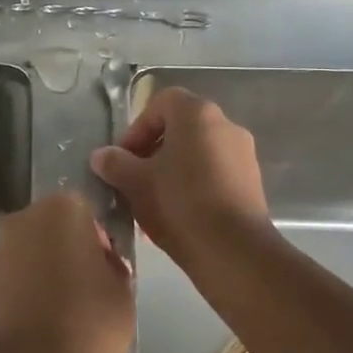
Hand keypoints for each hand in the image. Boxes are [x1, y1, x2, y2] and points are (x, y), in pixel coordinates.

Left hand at [0, 192, 132, 352]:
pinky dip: (29, 291)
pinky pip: (16, 278)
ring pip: (32, 253)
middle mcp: (23, 220)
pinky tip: (46, 321)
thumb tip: (98, 264)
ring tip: (67, 310)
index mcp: (62, 209)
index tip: (107, 268)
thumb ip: (111, 264)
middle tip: (89, 287)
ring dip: (46, 270)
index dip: (98, 239)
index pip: (86, 212)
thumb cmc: (91, 321)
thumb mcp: (123, 288)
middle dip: (68, 249)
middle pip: (53, 228)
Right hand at [90, 87, 270, 264]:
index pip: (161, 103)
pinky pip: (214, 174)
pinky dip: (193, 187)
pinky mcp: (252, 183)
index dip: (137, 128)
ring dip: (172, 171)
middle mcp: (226, 125)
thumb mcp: (135, 183)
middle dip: (152, 152)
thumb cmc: (179, 203)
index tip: (123, 158)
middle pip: (180, 129)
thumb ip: (114, 163)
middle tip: (134, 180)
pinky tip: (178, 216)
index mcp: (197, 114)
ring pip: (197, 154)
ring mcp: (243, 155)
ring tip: (153, 202)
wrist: (232, 249)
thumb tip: (101, 156)